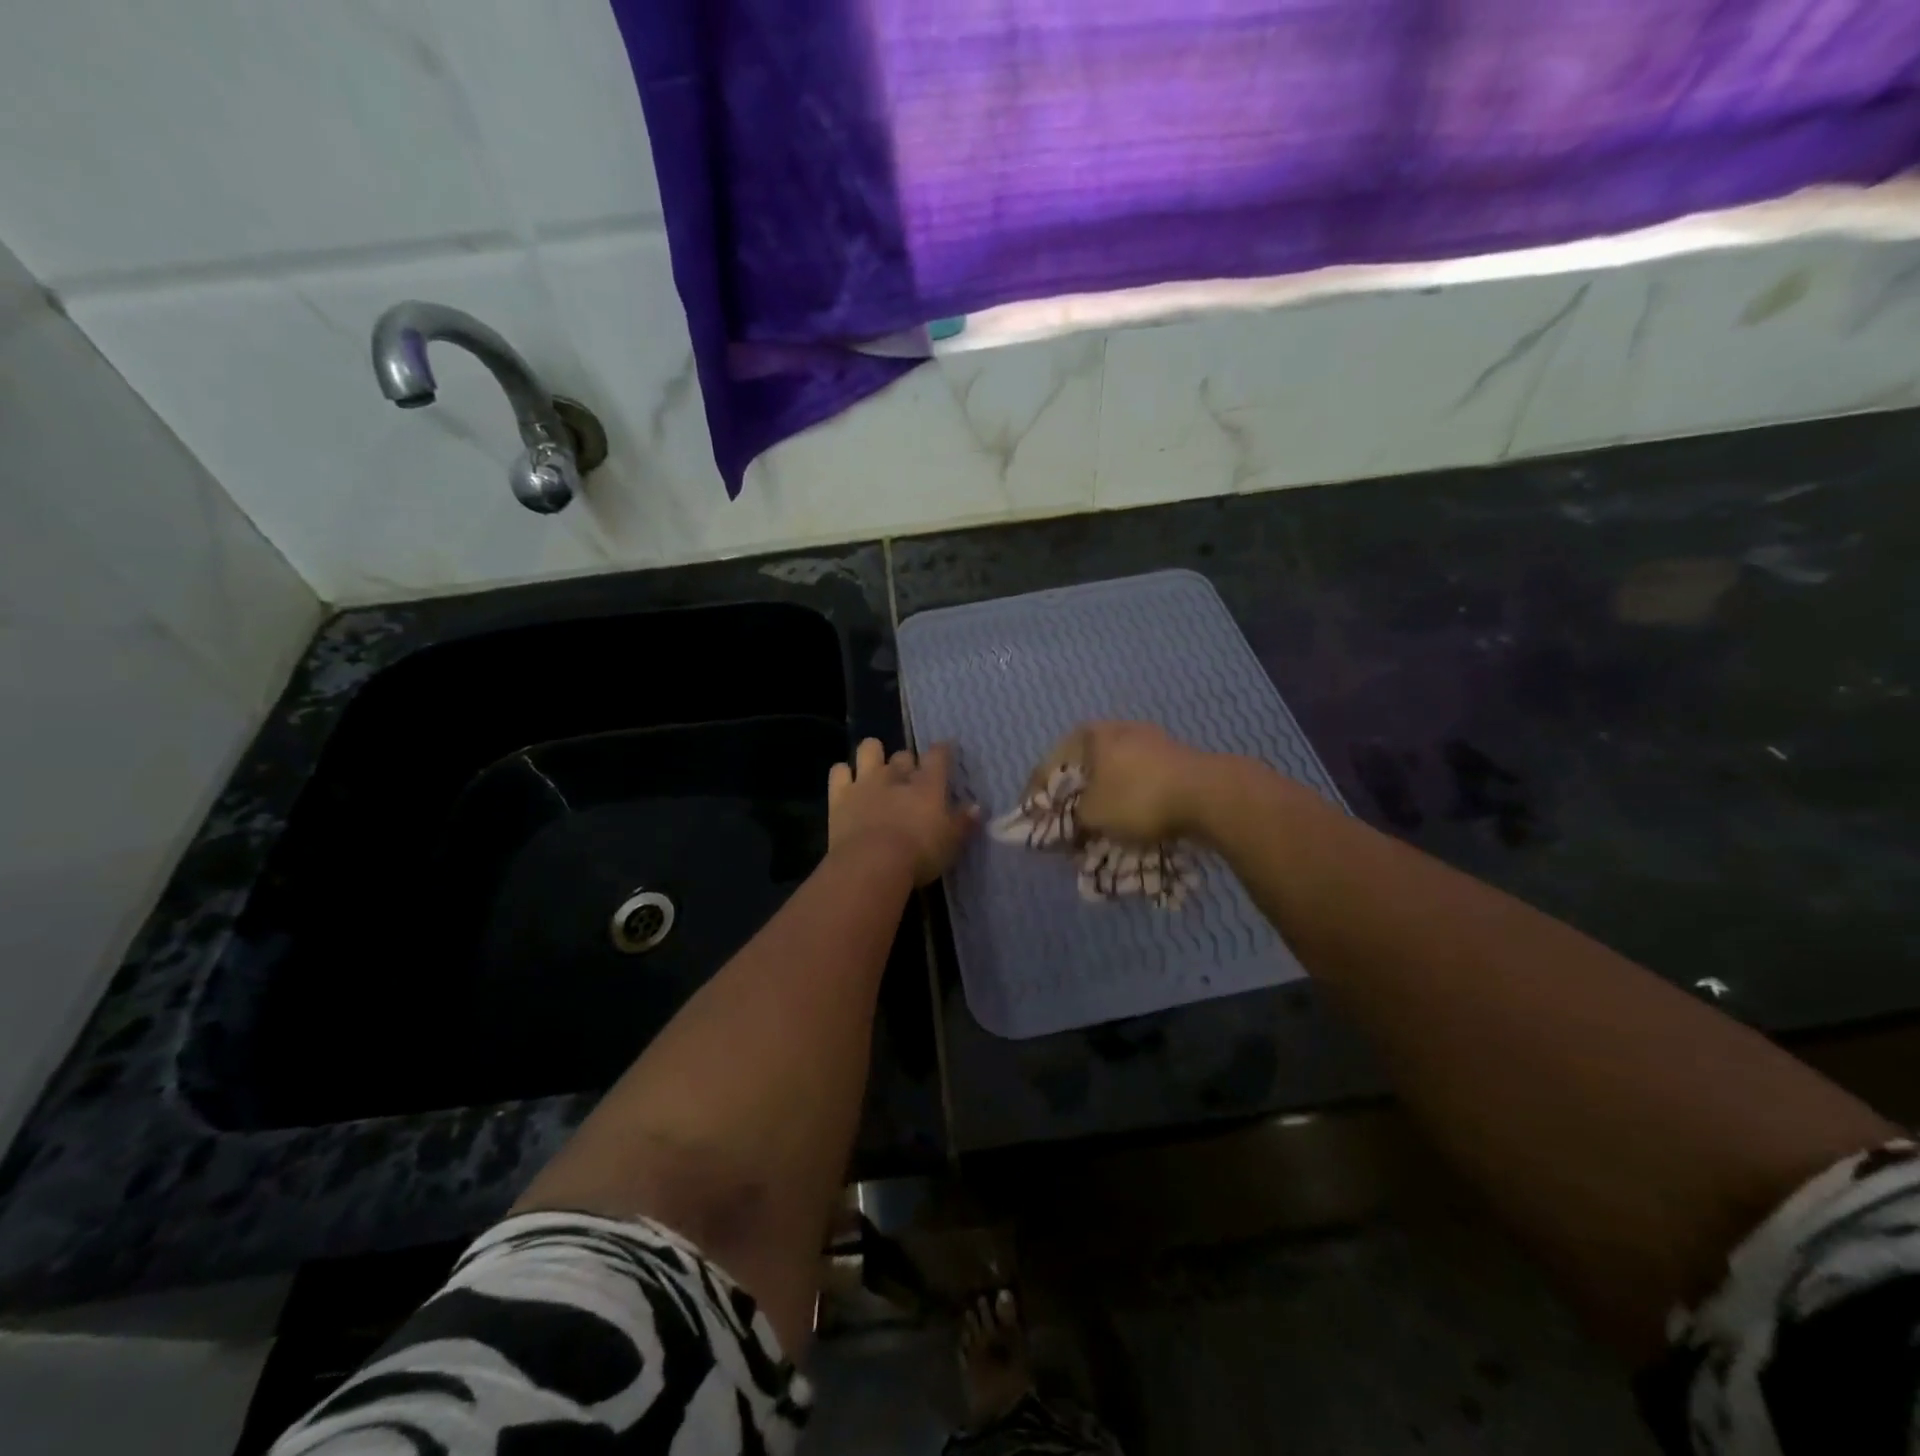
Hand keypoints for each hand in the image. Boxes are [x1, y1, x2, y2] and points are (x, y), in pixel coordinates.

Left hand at [828, 739, 979, 885]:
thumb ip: (964, 823)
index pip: (938, 755)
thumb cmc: (920, 854)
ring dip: (873, 754)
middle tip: (910, 778)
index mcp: (928, 785)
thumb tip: (977, 807)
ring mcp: (865, 782)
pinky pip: (838, 771)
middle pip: (904, 755)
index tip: (945, 751)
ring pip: (869, 749)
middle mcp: (897, 776)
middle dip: (907, 762)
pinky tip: (847, 783)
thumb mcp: (952, 843)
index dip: (942, 751)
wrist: (872, 864)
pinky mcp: (839, 795)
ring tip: (876, 768)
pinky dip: (843, 773)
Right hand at [1038, 721, 1216, 842]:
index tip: (1031, 821)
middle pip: (1083, 769)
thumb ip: (1069, 820)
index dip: (1036, 797)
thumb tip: (1063, 826)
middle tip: (1064, 825)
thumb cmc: (1138, 797)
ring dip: (1102, 801)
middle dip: (1072, 799)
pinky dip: (1128, 801)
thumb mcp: (1092, 816)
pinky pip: (1138, 782)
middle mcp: (1117, 729)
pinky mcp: (1174, 759)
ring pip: (1112, 775)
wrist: (1209, 795)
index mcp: (1090, 734)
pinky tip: (1129, 821)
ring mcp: (1150, 741)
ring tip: (1096, 828)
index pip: (1049, 766)